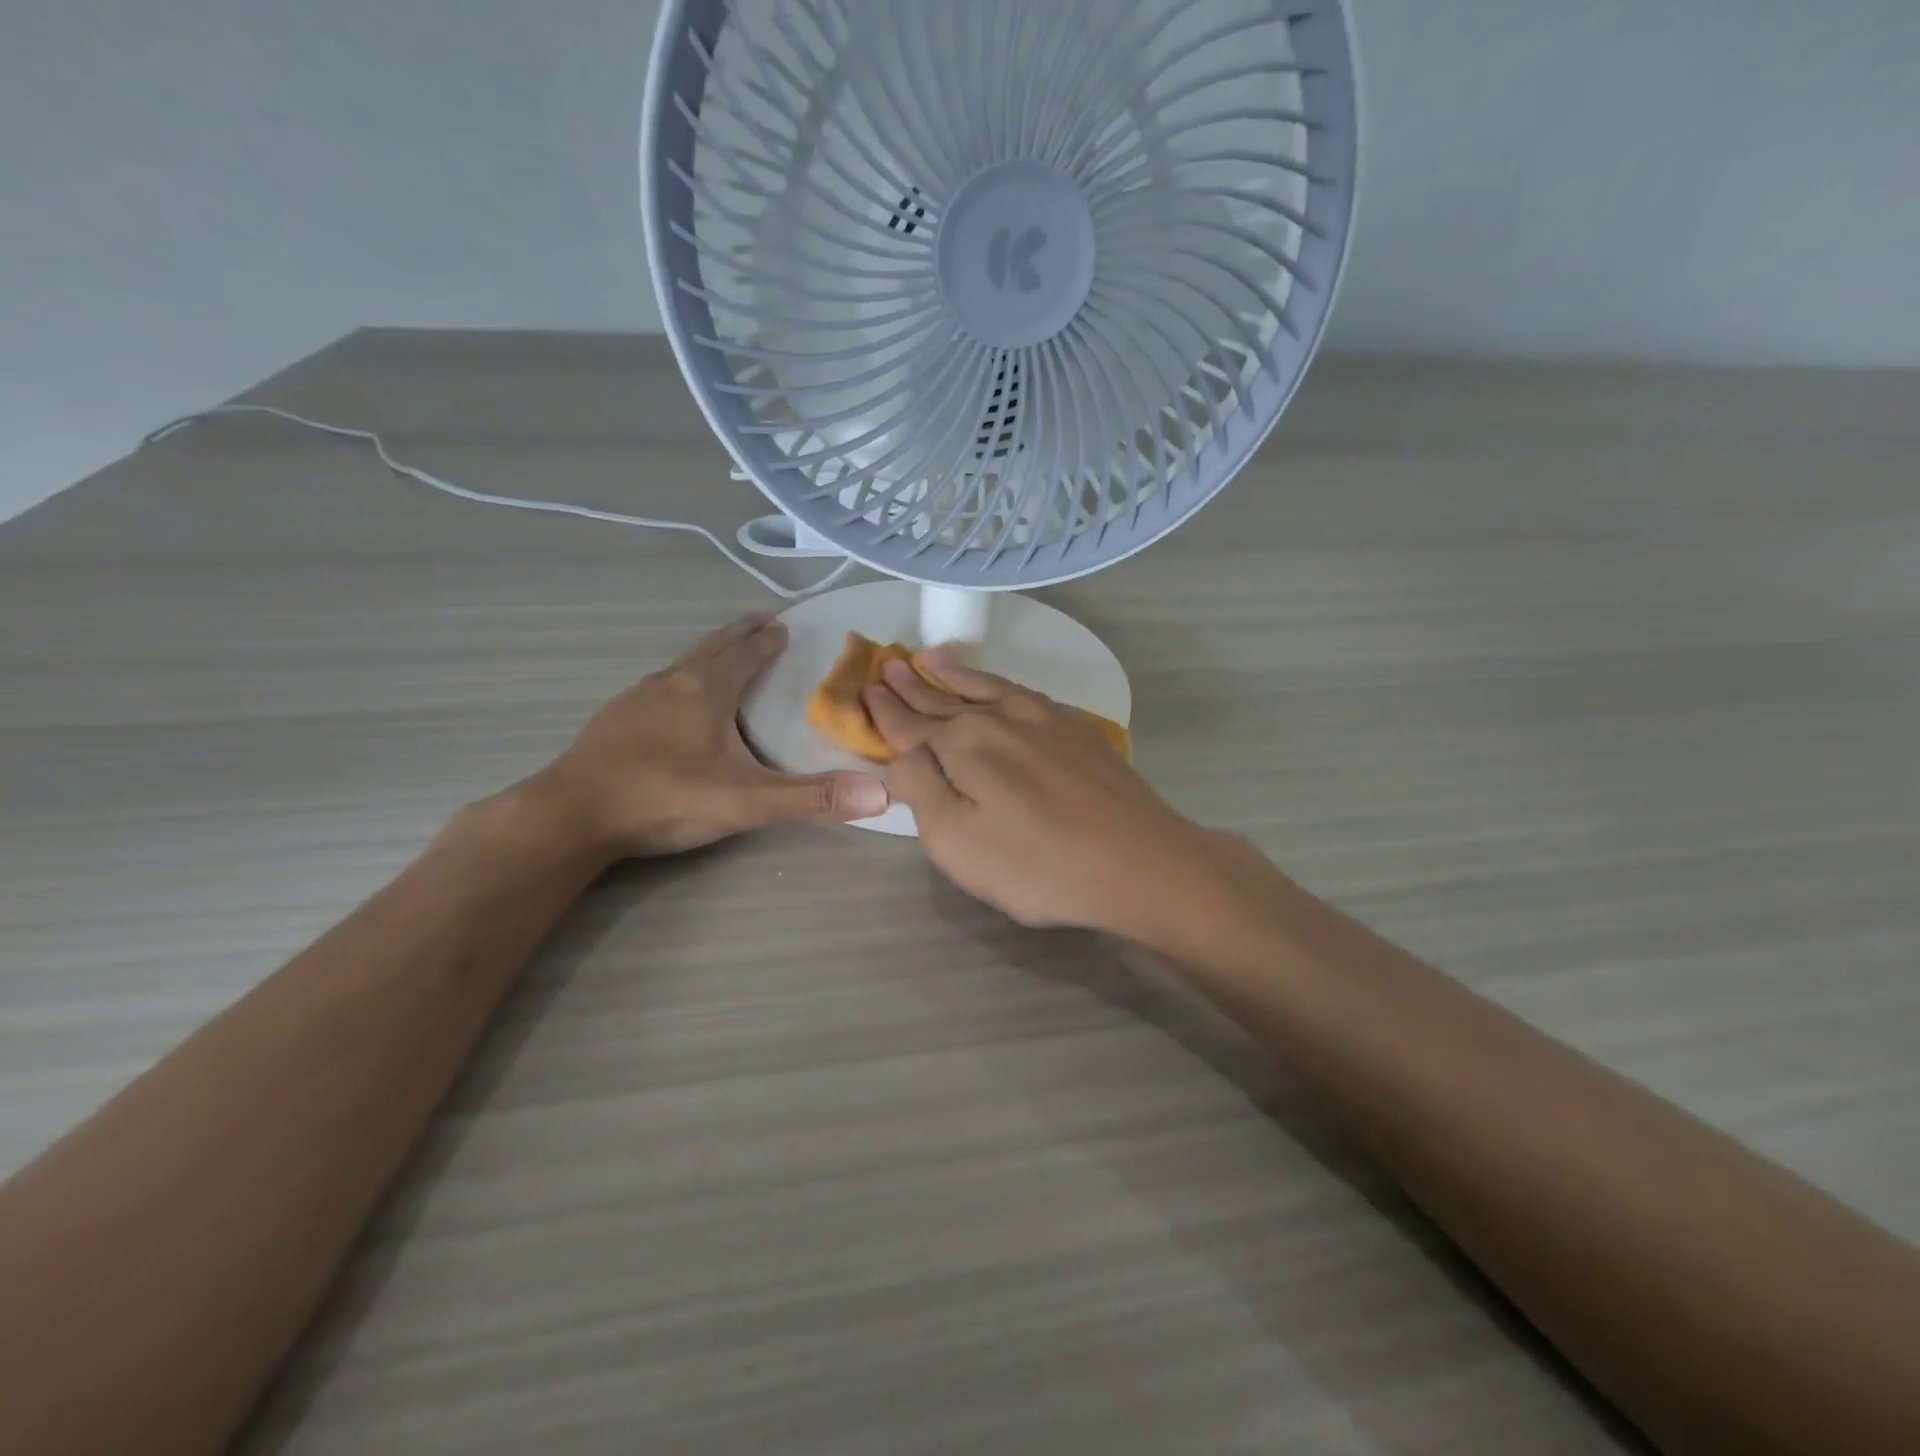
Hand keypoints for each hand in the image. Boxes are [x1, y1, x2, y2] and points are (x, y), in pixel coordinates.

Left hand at [532, 611, 888, 858]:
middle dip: (741, 632)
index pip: (747, 651)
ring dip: (712, 653)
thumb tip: (883, 794)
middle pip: (714, 645)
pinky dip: (684, 679)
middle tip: (764, 619)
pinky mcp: (615, 720)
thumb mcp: (747, 802)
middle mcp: (672, 681)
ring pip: (684, 663)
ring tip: (728, 654)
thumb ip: (813, 798)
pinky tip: (679, 702)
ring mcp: (637, 698)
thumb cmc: (665, 797)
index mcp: (706, 688)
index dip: (769, 638)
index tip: (786, 623)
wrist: (570, 816)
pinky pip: (661, 686)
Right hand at [863, 649, 1232, 938]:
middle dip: (912, 686)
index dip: (885, 711)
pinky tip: (997, 685)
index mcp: (962, 745)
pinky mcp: (1075, 730)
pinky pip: (1021, 692)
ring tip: (930, 658)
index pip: (910, 726)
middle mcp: (998, 719)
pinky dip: (998, 682)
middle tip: (888, 665)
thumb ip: (920, 789)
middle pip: (943, 701)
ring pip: (984, 688)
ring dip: (953, 674)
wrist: (1139, 862)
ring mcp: (1042, 719)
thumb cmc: (1038, 865)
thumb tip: (899, 754)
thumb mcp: (957, 841)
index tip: (865, 690)